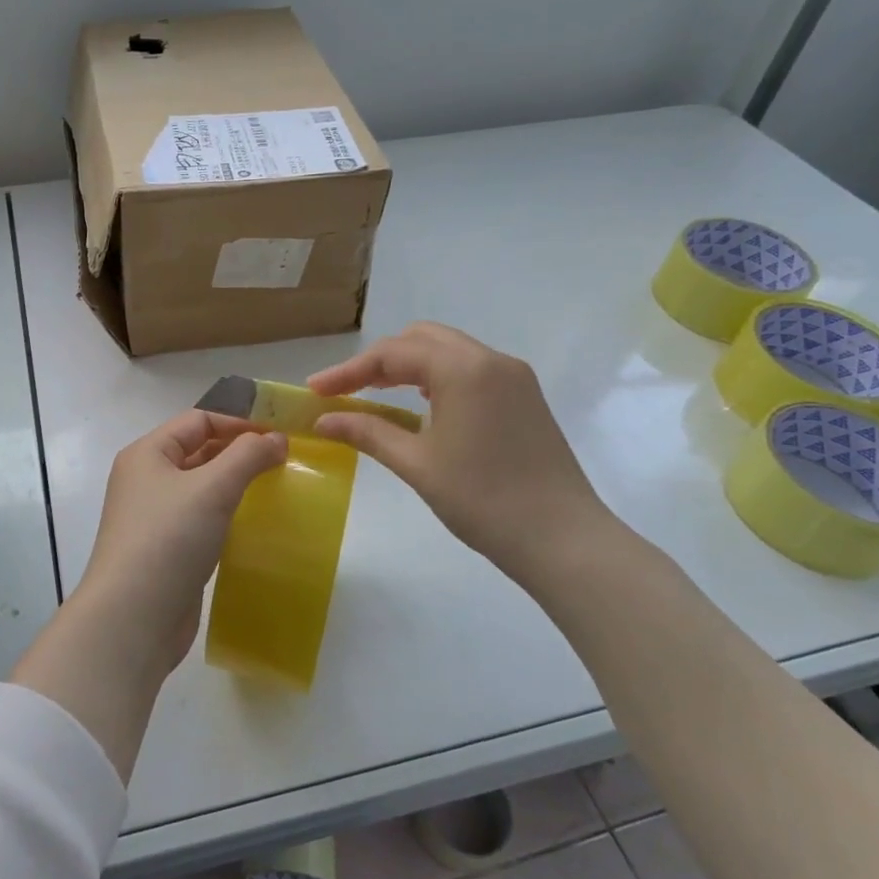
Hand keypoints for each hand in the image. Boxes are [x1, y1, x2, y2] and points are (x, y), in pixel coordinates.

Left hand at [75, 411, 287, 675]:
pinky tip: (253, 524)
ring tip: (276, 489)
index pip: (198, 420)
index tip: (280, 436)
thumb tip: (276, 438)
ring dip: (235, 484)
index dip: (239, 423)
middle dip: (240, 452)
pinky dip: (226, 515)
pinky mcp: (166, 550)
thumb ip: (248, 456)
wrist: (133, 619)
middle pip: (199, 451)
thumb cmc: (168, 539)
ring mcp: (154, 516)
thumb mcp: (212, 488)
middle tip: (285, 461)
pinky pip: (201, 519)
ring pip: (201, 487)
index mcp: (147, 453)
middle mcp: (146, 479)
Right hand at [306, 322, 616, 586]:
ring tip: (375, 394)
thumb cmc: (484, 501)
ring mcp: (514, 376)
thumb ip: (367, 432)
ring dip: (408, 366)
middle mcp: (491, 359)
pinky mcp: (525, 396)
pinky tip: (422, 406)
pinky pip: (470, 369)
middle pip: (421, 339)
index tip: (315, 391)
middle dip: (379, 360)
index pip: (393, 353)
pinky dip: (436, 377)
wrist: (564, 540)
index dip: (348, 370)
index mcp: (464, 369)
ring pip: (447, 350)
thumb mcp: (417, 464)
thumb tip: (322, 420)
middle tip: (345, 390)